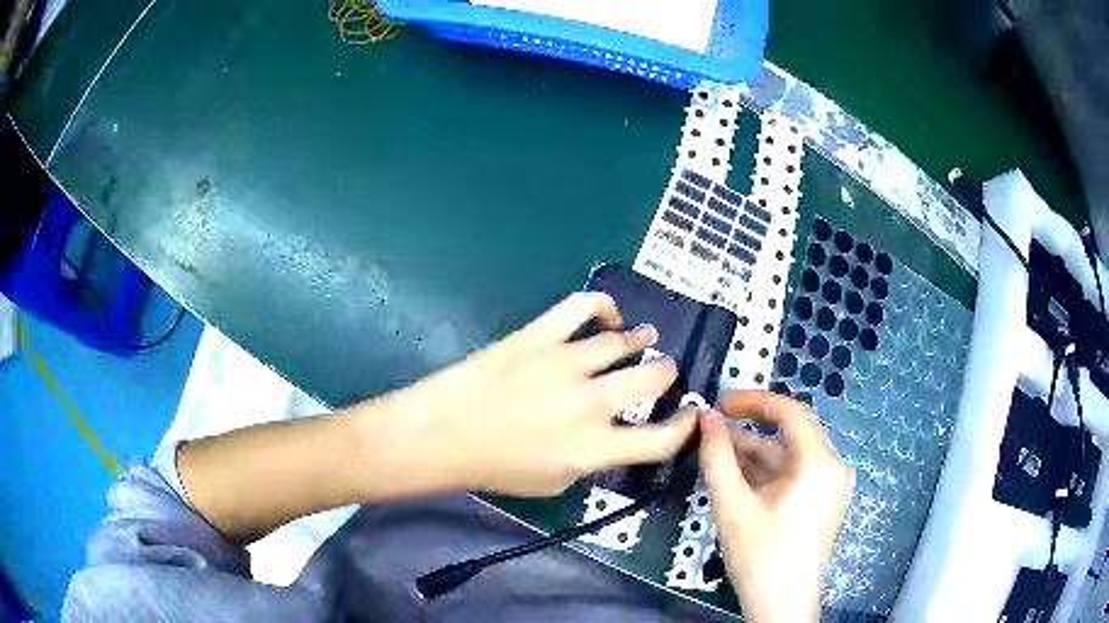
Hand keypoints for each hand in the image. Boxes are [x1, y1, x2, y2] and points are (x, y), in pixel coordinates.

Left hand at [373, 292, 697, 496]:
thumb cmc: (495, 468)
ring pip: (623, 341)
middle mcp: (589, 404)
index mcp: (594, 449)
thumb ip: (594, 460)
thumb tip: (615, 435)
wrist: (443, 434)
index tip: (687, 415)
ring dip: (641, 339)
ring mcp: (564, 364)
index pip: (660, 439)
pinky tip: (609, 314)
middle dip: (666, 374)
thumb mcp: (555, 482)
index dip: (683, 427)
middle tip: (664, 371)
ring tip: (645, 337)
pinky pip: (581, 307)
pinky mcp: (538, 336)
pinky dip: (602, 305)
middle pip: (652, 378)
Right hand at [699, 392, 852, 622]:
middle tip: (713, 428)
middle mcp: (833, 466)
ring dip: (756, 453)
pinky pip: (795, 475)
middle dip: (750, 429)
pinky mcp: (824, 502)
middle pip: (791, 434)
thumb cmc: (759, 555)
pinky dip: (768, 473)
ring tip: (718, 452)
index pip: (789, 412)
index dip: (752, 401)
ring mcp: (831, 486)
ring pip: (790, 457)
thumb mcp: (732, 505)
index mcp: (820, 462)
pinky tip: (739, 477)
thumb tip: (706, 415)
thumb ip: (717, 456)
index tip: (718, 402)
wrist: (782, 605)